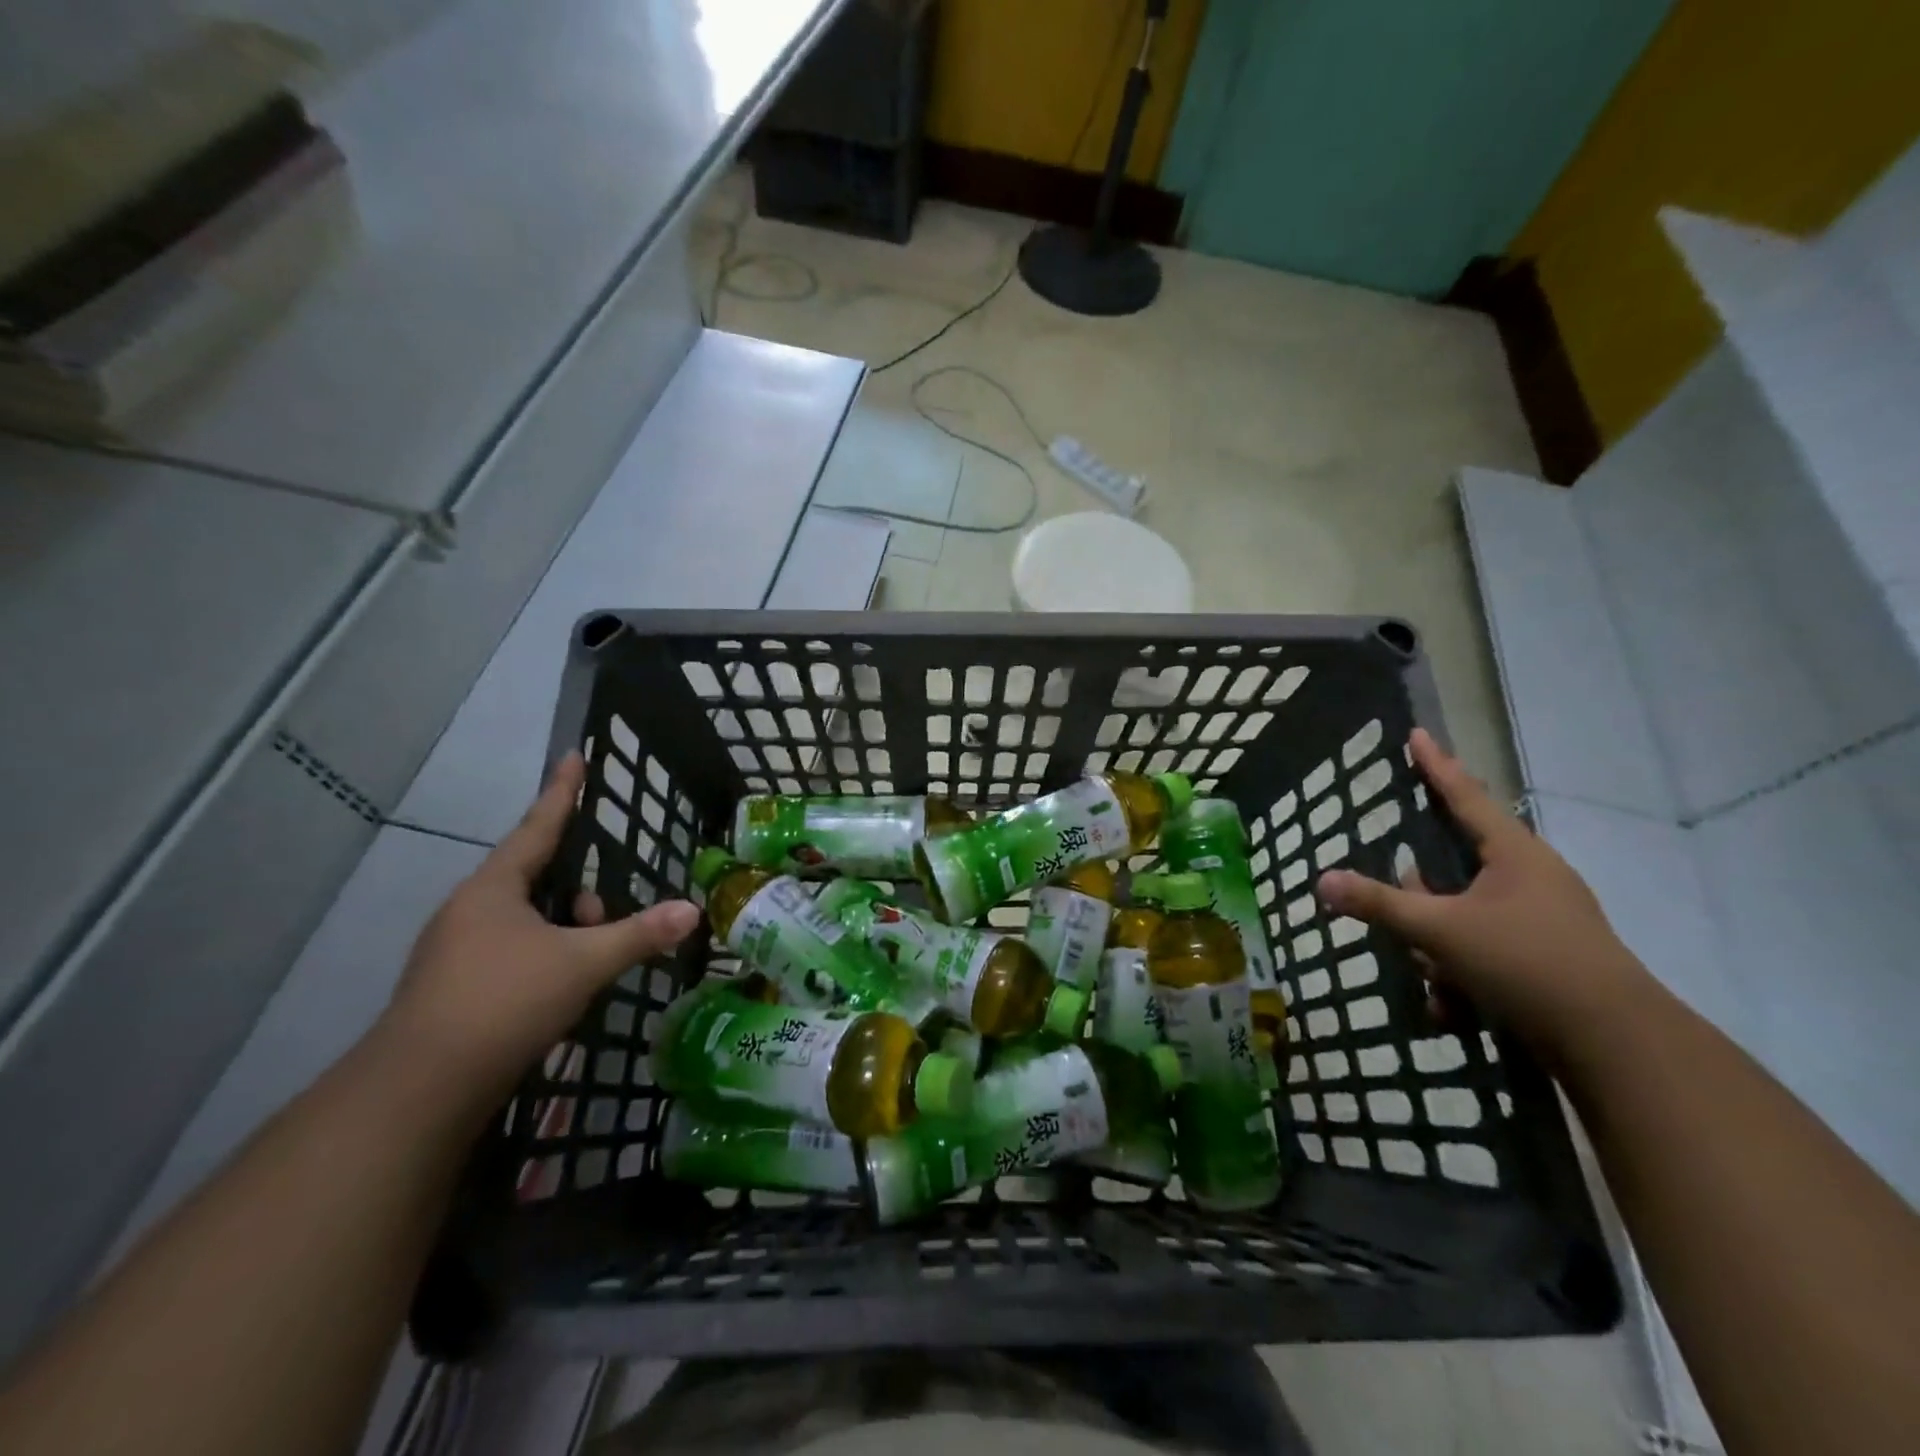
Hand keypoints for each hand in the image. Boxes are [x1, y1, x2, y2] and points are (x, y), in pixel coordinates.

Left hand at [380, 753, 699, 1100]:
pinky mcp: (452, 989)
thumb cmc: (504, 1001)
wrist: (420, 1090)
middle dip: (579, 896)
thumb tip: (691, 911)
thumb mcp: (583, 963)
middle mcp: (470, 910)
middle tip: (605, 923)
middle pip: (536, 880)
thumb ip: (638, 934)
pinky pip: (511, 953)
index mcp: (494, 889)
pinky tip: (560, 990)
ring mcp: (455, 951)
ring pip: (525, 922)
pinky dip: (543, 959)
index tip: (574, 756)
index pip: (539, 826)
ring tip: (588, 967)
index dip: (562, 792)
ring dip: (563, 932)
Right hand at [1315, 729, 1643, 1054]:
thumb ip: (1380, 905)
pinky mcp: (1545, 959)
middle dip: (1422, 898)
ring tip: (1434, 981)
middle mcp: (1530, 879)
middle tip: (1402, 913)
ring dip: (1437, 947)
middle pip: (1454, 868)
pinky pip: (1483, 950)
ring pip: (1463, 916)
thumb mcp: (1441, 932)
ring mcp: (1541, 920)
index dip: (1436, 766)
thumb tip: (1323, 880)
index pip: (1465, 796)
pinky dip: (1461, 975)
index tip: (1417, 734)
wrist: (1617, 1045)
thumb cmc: (1527, 963)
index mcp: (1514, 855)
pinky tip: (1453, 1008)